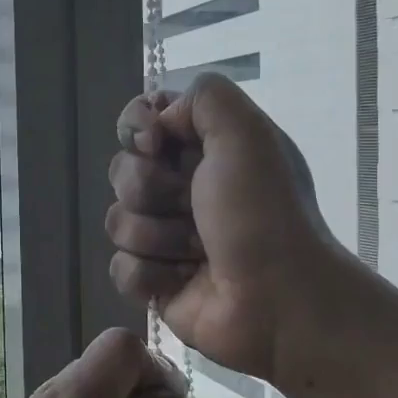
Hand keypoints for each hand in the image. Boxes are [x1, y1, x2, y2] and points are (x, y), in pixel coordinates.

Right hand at [106, 74, 343, 385]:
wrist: (280, 301)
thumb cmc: (263, 214)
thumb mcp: (246, 133)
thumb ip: (203, 95)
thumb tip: (159, 121)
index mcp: (205, 149)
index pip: (142, 120)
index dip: (137, 128)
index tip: (155, 143)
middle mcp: (183, 187)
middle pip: (122, 171)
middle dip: (152, 189)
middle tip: (192, 205)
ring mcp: (166, 236)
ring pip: (118, 221)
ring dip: (157, 236)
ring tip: (197, 250)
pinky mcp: (155, 281)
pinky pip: (120, 268)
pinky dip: (150, 275)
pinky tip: (182, 280)